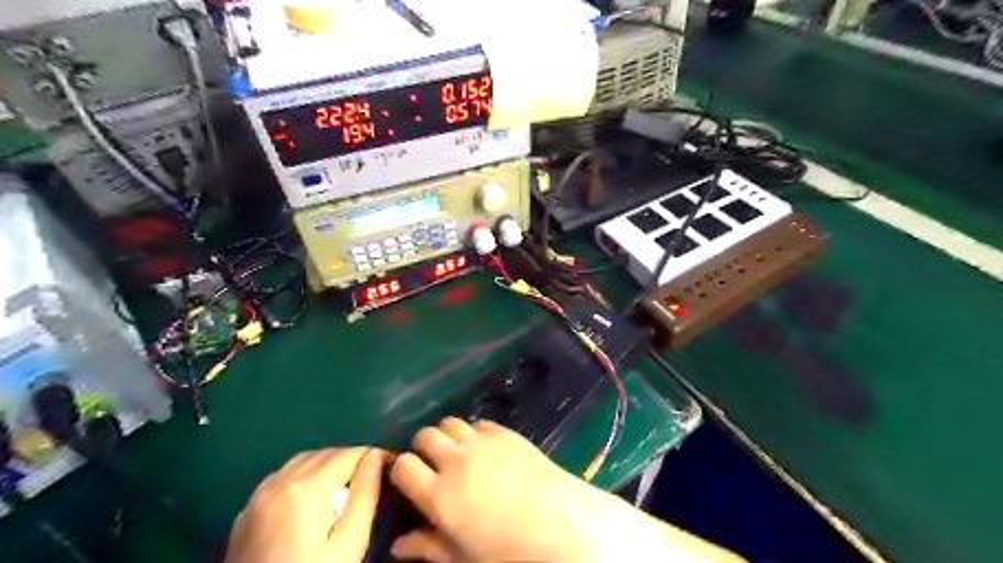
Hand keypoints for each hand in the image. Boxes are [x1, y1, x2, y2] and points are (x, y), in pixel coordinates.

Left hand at [227, 446, 387, 559]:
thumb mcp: (350, 543)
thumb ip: (365, 494)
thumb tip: (375, 457)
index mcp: (307, 488)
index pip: (349, 454)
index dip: (373, 456)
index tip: (390, 465)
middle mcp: (280, 482)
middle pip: (325, 454)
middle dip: (351, 460)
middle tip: (371, 479)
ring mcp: (257, 497)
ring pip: (301, 460)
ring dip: (327, 464)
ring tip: (344, 488)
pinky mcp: (245, 512)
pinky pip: (281, 477)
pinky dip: (303, 475)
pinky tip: (311, 499)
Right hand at [387, 418, 614, 562]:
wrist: (561, 525)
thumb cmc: (508, 551)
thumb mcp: (462, 557)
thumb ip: (427, 547)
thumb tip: (396, 545)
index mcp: (440, 494)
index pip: (403, 466)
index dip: (401, 470)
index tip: (409, 480)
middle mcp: (456, 460)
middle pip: (425, 435)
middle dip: (422, 448)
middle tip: (432, 465)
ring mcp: (482, 442)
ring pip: (450, 423)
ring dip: (447, 436)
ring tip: (457, 454)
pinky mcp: (505, 433)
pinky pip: (479, 423)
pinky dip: (474, 433)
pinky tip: (485, 450)